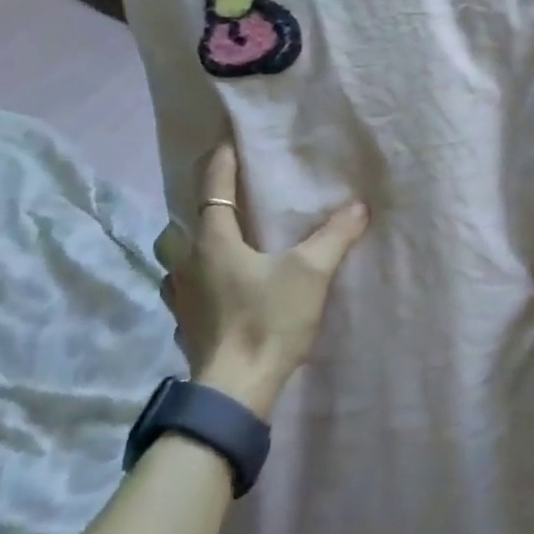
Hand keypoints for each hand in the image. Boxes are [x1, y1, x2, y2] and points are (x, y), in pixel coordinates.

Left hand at [154, 143, 368, 418]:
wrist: (235, 392)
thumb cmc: (268, 322)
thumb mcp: (310, 274)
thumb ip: (335, 236)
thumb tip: (358, 206)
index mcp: (214, 242)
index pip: (213, 189)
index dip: (219, 162)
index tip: (225, 141)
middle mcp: (188, 263)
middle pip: (180, 224)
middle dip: (197, 207)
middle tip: (223, 200)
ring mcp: (180, 297)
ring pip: (174, 259)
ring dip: (190, 245)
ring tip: (216, 243)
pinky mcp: (184, 325)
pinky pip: (181, 289)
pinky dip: (193, 280)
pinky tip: (214, 289)